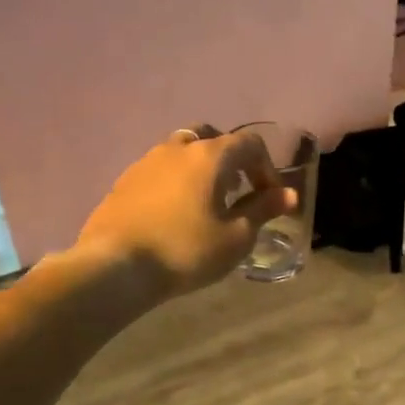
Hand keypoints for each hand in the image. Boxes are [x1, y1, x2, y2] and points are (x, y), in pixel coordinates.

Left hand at [74, 128, 296, 297]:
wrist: (115, 266)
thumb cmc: (186, 250)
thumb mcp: (236, 237)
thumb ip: (263, 210)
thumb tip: (289, 195)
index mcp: (210, 156)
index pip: (250, 144)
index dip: (267, 168)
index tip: (270, 198)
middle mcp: (178, 148)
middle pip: (212, 139)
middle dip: (231, 160)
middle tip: (237, 190)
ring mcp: (146, 161)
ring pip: (182, 152)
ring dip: (200, 169)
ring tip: (205, 202)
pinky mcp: (124, 181)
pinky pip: (159, 170)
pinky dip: (175, 181)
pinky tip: (174, 213)